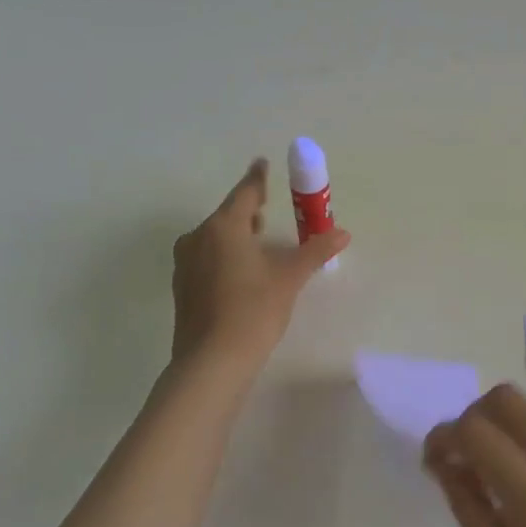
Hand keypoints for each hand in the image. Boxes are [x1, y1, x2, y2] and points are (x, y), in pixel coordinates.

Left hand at [171, 159, 348, 367]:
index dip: (257, 179)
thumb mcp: (289, 278)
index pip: (244, 193)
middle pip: (227, 215)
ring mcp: (186, 264)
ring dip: (236, 234)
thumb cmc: (253, 310)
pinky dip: (225, 255)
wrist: (212, 362)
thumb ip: (315, 251)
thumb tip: (342, 233)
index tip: (263, 164)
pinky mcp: (183, 288)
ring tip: (258, 241)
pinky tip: (242, 271)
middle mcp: (198, 238)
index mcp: (223, 227)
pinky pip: (207, 258)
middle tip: (268, 207)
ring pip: (214, 238)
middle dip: (248, 210)